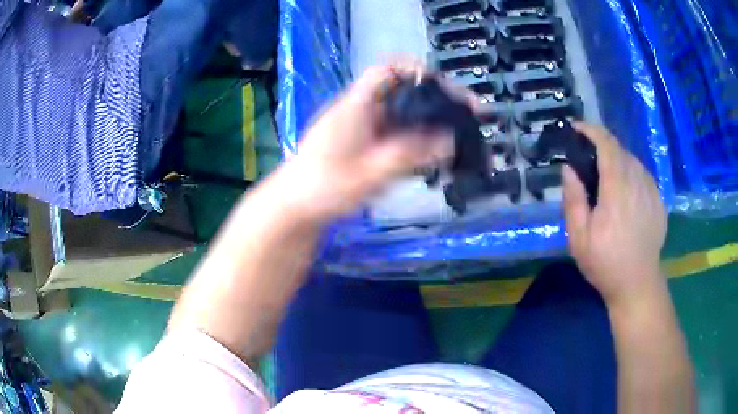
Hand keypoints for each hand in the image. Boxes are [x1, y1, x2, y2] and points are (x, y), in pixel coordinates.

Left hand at [280, 65, 454, 220]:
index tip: (445, 87)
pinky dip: (414, 140)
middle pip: (401, 93)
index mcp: (356, 106)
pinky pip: (394, 134)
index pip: (386, 70)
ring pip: (401, 115)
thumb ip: (410, 155)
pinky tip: (431, 156)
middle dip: (434, 101)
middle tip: (464, 117)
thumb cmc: (323, 187)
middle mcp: (359, 110)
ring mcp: (361, 128)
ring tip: (456, 137)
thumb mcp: (370, 173)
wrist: (294, 207)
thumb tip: (449, 140)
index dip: (416, 70)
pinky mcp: (362, 144)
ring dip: (427, 123)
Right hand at [562, 123, 666, 305]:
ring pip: (633, 160)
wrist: (637, 284)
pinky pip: (643, 175)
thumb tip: (568, 169)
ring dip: (617, 160)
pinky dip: (631, 173)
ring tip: (607, 177)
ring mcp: (651, 191)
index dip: (592, 131)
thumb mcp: (579, 238)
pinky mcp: (658, 200)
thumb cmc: (605, 263)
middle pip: (620, 149)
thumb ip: (573, 200)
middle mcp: (637, 183)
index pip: (607, 145)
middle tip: (589, 160)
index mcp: (617, 190)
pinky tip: (625, 192)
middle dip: (603, 146)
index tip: (578, 129)